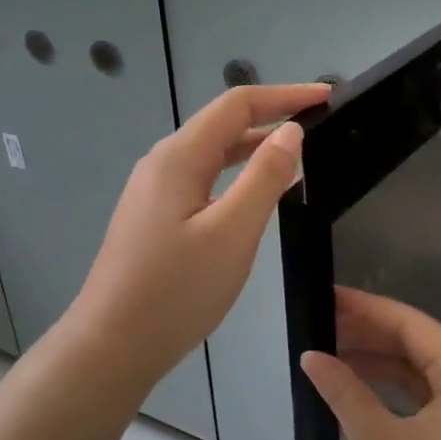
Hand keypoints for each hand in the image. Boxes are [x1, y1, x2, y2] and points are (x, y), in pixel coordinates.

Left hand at [69, 82, 330, 386]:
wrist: (113, 345)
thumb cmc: (176, 290)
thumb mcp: (233, 232)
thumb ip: (265, 177)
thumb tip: (290, 131)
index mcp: (179, 157)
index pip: (237, 105)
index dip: (284, 95)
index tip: (327, 96)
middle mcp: (163, 163)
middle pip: (222, 125)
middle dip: (271, 117)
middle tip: (320, 125)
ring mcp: (154, 191)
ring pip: (212, 155)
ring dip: (254, 147)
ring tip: (298, 154)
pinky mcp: (155, 217)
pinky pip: (203, 180)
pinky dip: (236, 176)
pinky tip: (256, 194)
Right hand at [301, 287, 440, 439]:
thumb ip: (345, 391)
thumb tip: (312, 356)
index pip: (411, 324)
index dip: (367, 308)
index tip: (329, 296)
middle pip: (418, 344)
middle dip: (370, 333)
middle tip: (323, 323)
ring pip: (421, 371)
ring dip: (380, 361)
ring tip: (333, 350)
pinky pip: (427, 397)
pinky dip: (394, 390)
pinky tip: (361, 387)